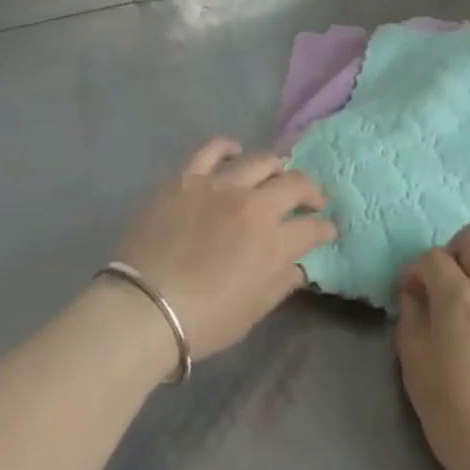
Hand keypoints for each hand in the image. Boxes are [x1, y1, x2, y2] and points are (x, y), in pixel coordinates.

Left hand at [110, 139, 335, 361]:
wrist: (142, 309)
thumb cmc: (202, 321)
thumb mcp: (251, 313)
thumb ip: (279, 284)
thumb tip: (296, 266)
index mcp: (274, 242)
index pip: (312, 228)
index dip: (324, 228)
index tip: (327, 230)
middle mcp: (254, 205)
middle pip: (295, 183)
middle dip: (310, 192)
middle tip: (310, 201)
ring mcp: (220, 185)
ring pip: (260, 160)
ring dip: (275, 168)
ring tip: (275, 175)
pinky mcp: (188, 178)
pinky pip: (213, 149)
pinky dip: (228, 148)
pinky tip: (234, 153)